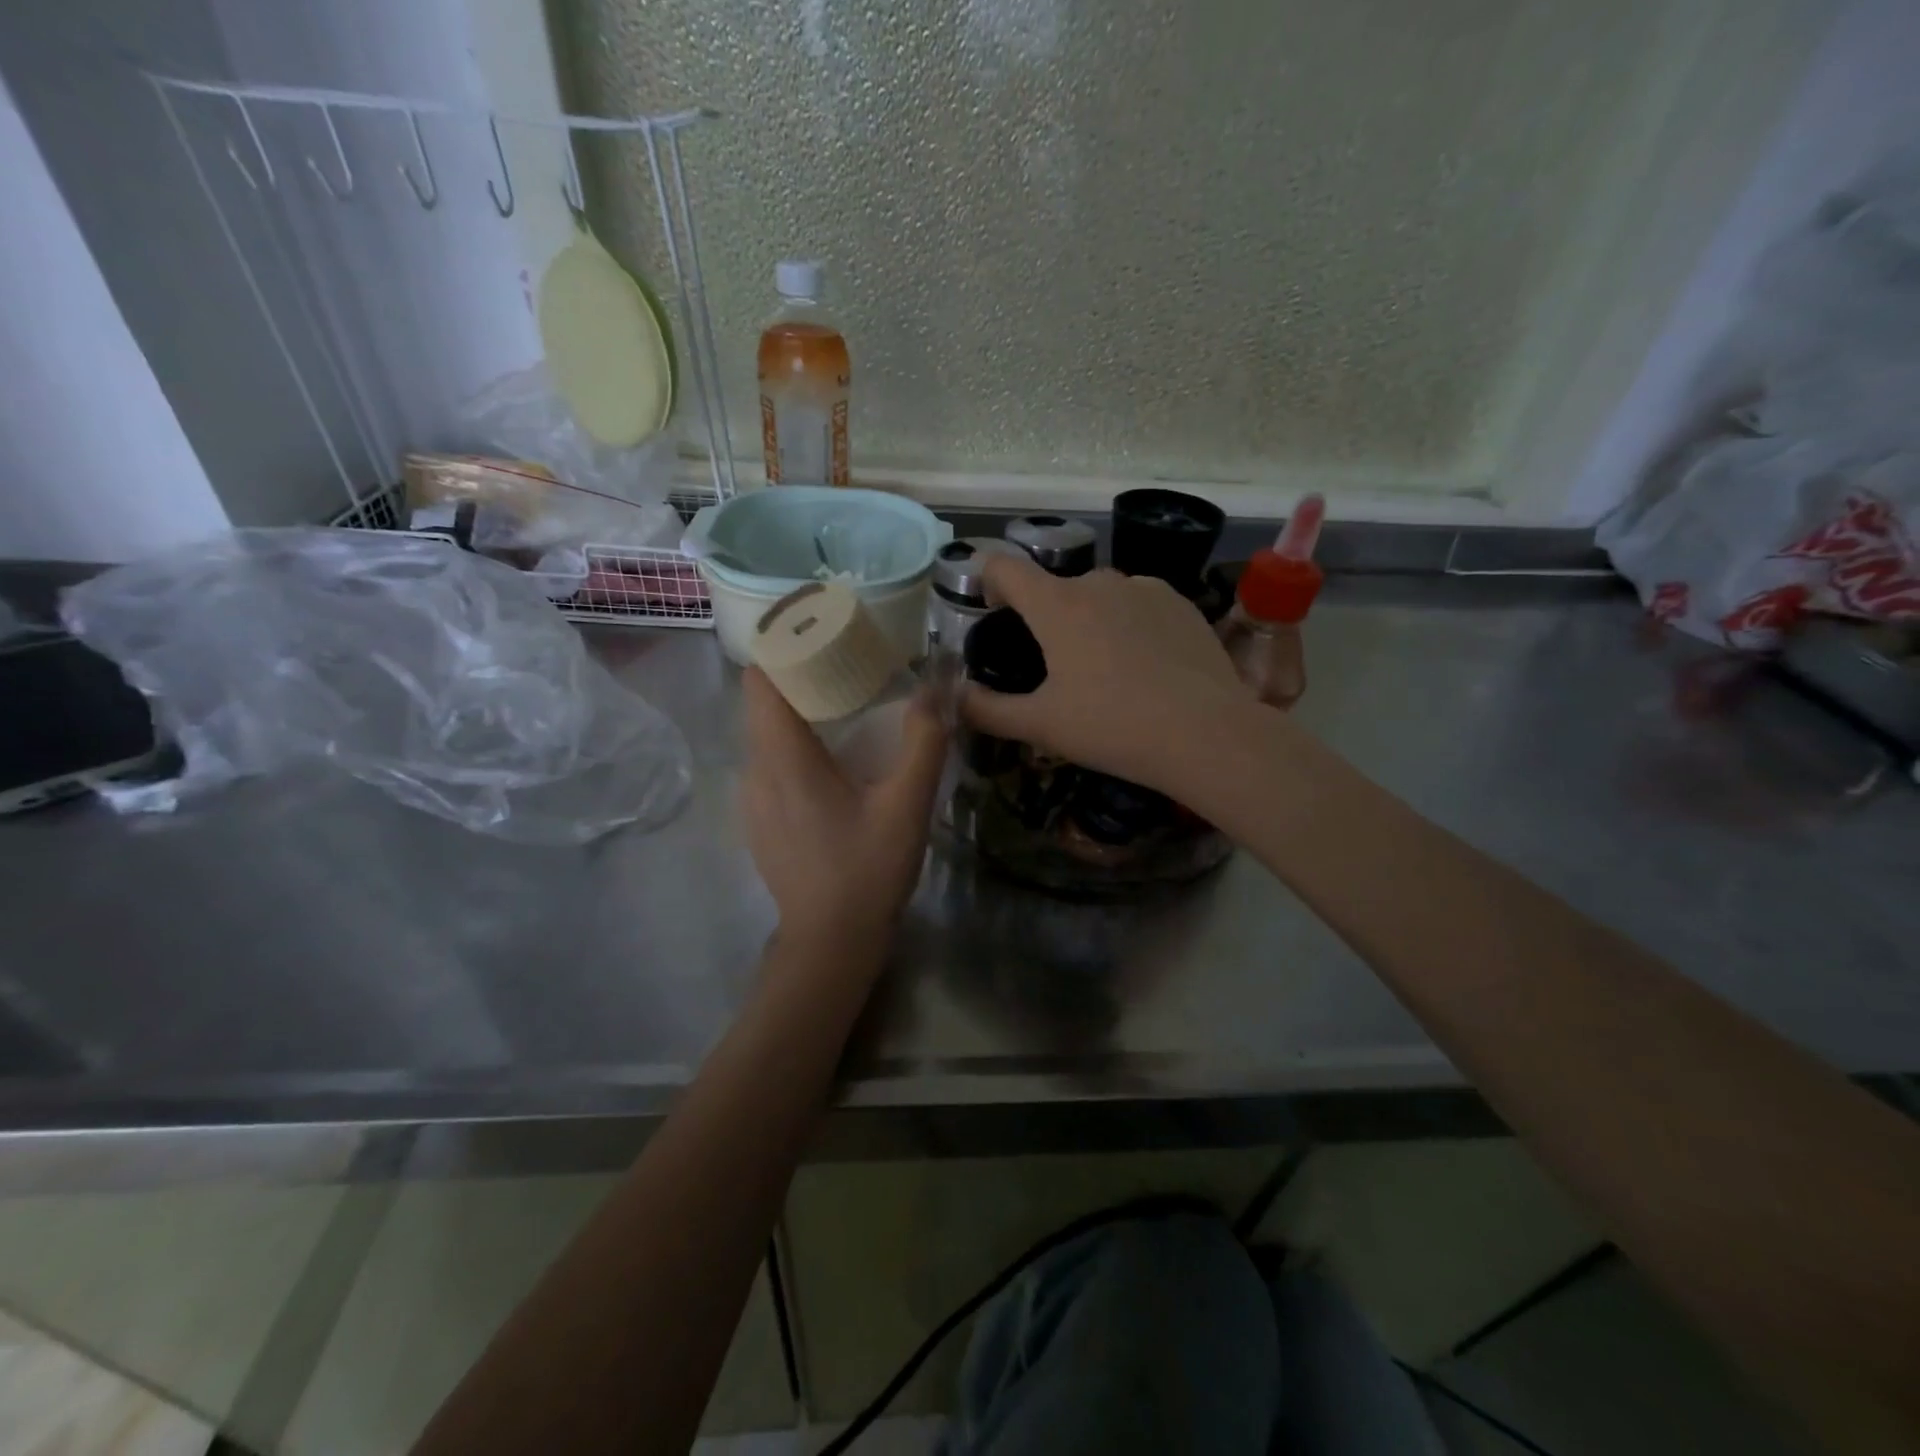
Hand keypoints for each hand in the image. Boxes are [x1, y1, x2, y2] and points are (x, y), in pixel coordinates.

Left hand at [740, 668, 947, 945]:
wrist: (829, 944)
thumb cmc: (866, 871)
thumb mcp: (907, 805)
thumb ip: (923, 742)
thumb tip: (937, 686)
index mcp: (784, 758)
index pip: (760, 679)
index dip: (783, 646)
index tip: (820, 630)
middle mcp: (756, 771)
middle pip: (763, 703)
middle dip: (799, 674)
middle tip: (847, 661)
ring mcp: (752, 800)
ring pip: (766, 734)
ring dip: (797, 711)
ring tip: (843, 705)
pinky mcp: (759, 821)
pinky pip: (769, 763)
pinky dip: (794, 744)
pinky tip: (831, 760)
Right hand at [962, 554, 1255, 797]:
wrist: (1206, 734)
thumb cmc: (1112, 727)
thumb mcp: (1041, 726)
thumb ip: (987, 710)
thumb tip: (956, 698)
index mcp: (1057, 605)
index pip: (1005, 567)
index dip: (988, 580)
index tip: (990, 609)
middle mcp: (1099, 582)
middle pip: (1056, 586)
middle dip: (1046, 615)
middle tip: (1053, 664)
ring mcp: (1146, 588)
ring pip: (1101, 594)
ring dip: (1090, 618)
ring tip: (1104, 667)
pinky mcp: (1182, 603)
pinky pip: (1139, 603)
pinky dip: (1129, 623)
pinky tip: (1144, 664)